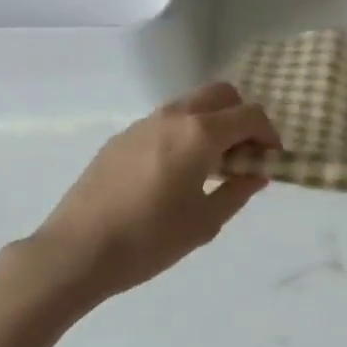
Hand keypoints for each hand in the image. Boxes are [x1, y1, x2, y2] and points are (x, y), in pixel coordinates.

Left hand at [33, 82, 279, 302]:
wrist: (75, 252)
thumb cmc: (149, 240)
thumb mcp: (204, 223)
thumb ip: (237, 191)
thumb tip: (256, 173)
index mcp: (199, 133)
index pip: (249, 114)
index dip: (268, 134)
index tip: (271, 160)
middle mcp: (173, 116)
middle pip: (221, 94)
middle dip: (241, 117)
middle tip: (244, 154)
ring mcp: (143, 123)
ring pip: (191, 105)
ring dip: (212, 123)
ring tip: (212, 166)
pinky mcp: (121, 138)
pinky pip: (166, 122)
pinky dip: (185, 133)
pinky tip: (176, 173)